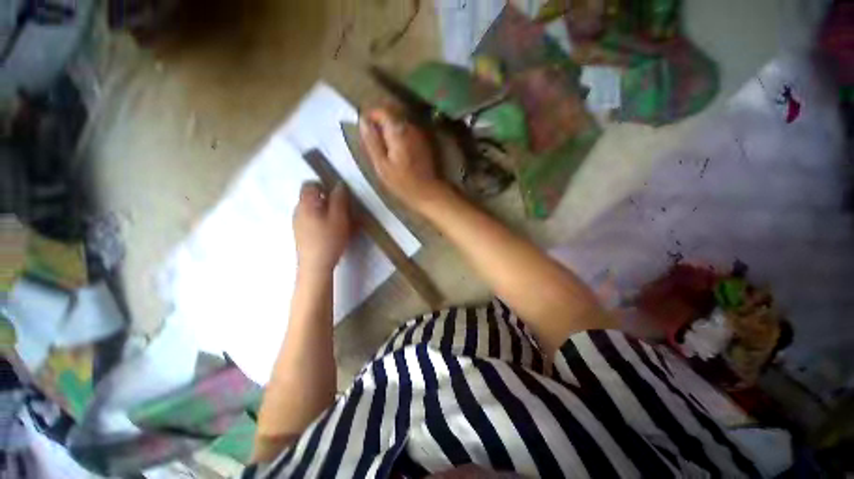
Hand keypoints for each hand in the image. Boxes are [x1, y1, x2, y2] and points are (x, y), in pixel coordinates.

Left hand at [293, 182, 351, 270]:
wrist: (315, 266)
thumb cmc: (329, 239)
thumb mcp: (339, 217)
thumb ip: (340, 199)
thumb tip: (339, 185)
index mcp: (306, 204)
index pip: (310, 184)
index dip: (324, 186)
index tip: (338, 196)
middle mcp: (298, 211)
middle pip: (311, 198)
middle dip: (328, 201)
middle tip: (343, 211)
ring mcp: (297, 223)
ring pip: (313, 211)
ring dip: (326, 213)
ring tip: (341, 224)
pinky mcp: (300, 235)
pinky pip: (312, 221)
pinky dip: (322, 222)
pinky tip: (332, 233)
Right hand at [360, 107, 448, 212]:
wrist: (427, 192)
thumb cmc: (402, 183)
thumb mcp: (381, 165)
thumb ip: (372, 141)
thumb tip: (362, 120)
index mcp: (398, 131)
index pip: (381, 110)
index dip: (370, 116)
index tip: (363, 128)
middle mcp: (410, 127)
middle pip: (392, 113)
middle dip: (379, 122)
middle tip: (372, 139)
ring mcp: (419, 134)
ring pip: (399, 122)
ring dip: (389, 129)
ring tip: (383, 147)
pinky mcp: (423, 141)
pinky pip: (407, 131)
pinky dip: (398, 135)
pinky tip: (395, 150)